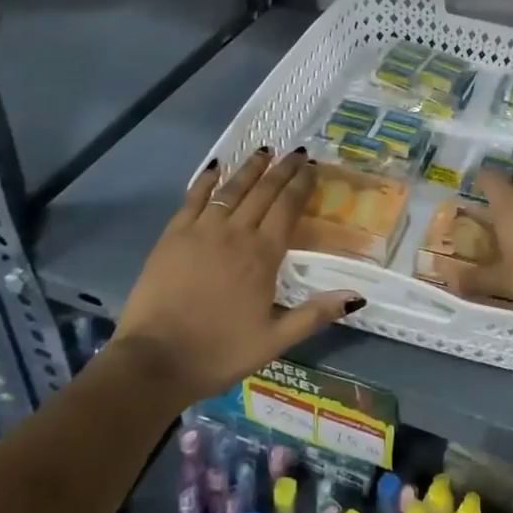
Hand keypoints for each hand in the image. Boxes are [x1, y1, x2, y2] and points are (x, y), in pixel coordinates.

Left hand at [114, 148, 363, 399]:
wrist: (154, 361)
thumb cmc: (219, 352)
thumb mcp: (275, 340)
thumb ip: (316, 314)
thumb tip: (358, 297)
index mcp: (263, 255)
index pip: (288, 207)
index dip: (301, 184)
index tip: (312, 167)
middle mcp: (235, 234)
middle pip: (263, 191)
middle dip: (282, 169)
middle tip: (296, 152)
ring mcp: (201, 231)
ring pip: (231, 189)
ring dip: (250, 168)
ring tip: (264, 150)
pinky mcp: (172, 236)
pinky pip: (193, 198)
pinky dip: (206, 180)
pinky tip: (215, 167)